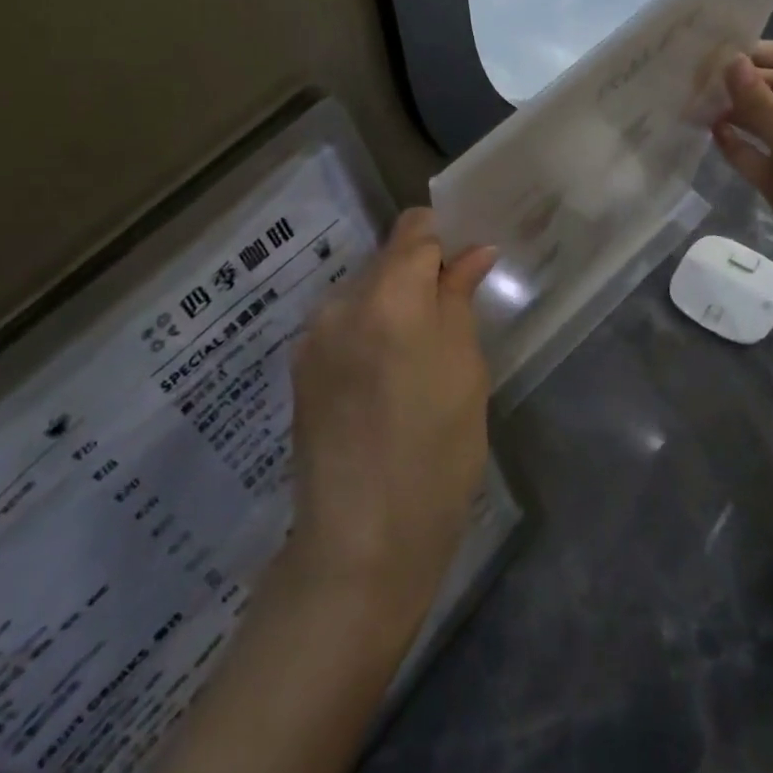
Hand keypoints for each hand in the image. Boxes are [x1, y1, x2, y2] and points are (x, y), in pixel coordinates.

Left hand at [283, 209, 496, 619]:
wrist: (361, 543)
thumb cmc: (436, 454)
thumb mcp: (465, 371)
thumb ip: (460, 298)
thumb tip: (473, 251)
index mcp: (388, 295)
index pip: (413, 228)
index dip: (442, 239)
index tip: (463, 270)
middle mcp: (340, 302)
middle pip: (386, 260)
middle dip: (418, 278)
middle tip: (448, 326)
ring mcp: (313, 335)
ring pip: (363, 294)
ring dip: (391, 309)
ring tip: (412, 366)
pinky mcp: (300, 368)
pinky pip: (342, 327)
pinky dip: (367, 335)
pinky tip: (381, 387)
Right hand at [711, 41, 772, 285]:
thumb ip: (759, 101)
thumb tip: (730, 60)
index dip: (754, 52)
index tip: (714, 57)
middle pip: (767, 87)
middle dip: (735, 82)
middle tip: (692, 83)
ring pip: (756, 121)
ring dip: (730, 112)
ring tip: (692, 106)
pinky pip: (751, 154)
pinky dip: (733, 144)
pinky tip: (710, 135)